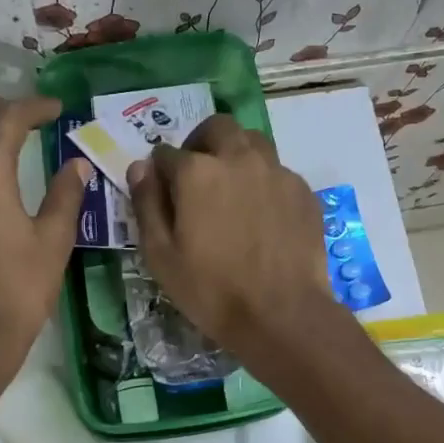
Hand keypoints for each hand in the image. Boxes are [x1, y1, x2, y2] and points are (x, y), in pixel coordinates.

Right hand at [126, 115, 337, 359]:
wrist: (282, 314)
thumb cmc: (211, 289)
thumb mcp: (161, 255)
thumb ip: (147, 204)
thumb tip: (140, 167)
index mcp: (197, 172)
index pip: (166, 154)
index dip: (159, 172)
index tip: (162, 192)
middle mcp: (238, 158)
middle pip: (216, 128)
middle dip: (200, 142)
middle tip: (196, 174)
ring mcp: (276, 171)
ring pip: (252, 141)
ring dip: (235, 152)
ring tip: (231, 186)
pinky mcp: (302, 190)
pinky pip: (277, 170)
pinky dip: (263, 180)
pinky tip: (262, 213)